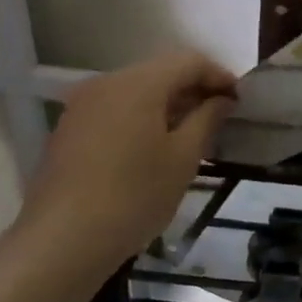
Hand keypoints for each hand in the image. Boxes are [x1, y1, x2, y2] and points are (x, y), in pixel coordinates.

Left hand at [20, 51, 236, 270]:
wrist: (62, 240)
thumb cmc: (134, 196)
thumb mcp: (183, 159)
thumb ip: (207, 119)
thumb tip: (222, 99)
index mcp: (138, 83)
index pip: (188, 61)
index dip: (218, 75)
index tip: (239, 100)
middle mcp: (106, 82)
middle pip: (159, 72)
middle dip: (192, 89)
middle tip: (219, 117)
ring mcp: (82, 105)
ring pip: (135, 91)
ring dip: (166, 105)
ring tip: (189, 134)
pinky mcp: (69, 128)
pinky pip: (114, 109)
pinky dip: (140, 118)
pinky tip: (152, 148)